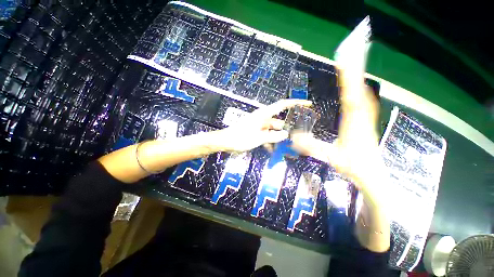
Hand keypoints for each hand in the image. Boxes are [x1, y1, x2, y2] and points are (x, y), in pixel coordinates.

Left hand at [218, 99, 311, 152]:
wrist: (226, 141)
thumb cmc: (240, 138)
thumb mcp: (258, 138)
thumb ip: (273, 136)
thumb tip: (286, 134)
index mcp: (264, 115)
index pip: (282, 105)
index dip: (295, 103)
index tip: (307, 104)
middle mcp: (263, 119)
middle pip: (279, 122)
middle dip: (288, 130)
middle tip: (298, 138)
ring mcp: (260, 126)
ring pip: (274, 131)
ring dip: (279, 139)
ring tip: (288, 148)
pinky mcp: (256, 132)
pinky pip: (267, 136)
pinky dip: (270, 143)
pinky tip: (273, 151)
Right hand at [292, 70, 380, 191]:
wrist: (372, 175)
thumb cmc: (352, 166)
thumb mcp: (329, 157)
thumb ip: (311, 146)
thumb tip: (293, 137)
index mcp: (353, 125)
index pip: (350, 98)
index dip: (348, 80)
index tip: (345, 64)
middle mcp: (362, 118)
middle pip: (359, 91)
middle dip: (353, 74)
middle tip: (349, 57)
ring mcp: (366, 120)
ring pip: (363, 96)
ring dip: (357, 82)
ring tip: (352, 68)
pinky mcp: (367, 123)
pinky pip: (364, 103)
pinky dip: (360, 92)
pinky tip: (357, 89)